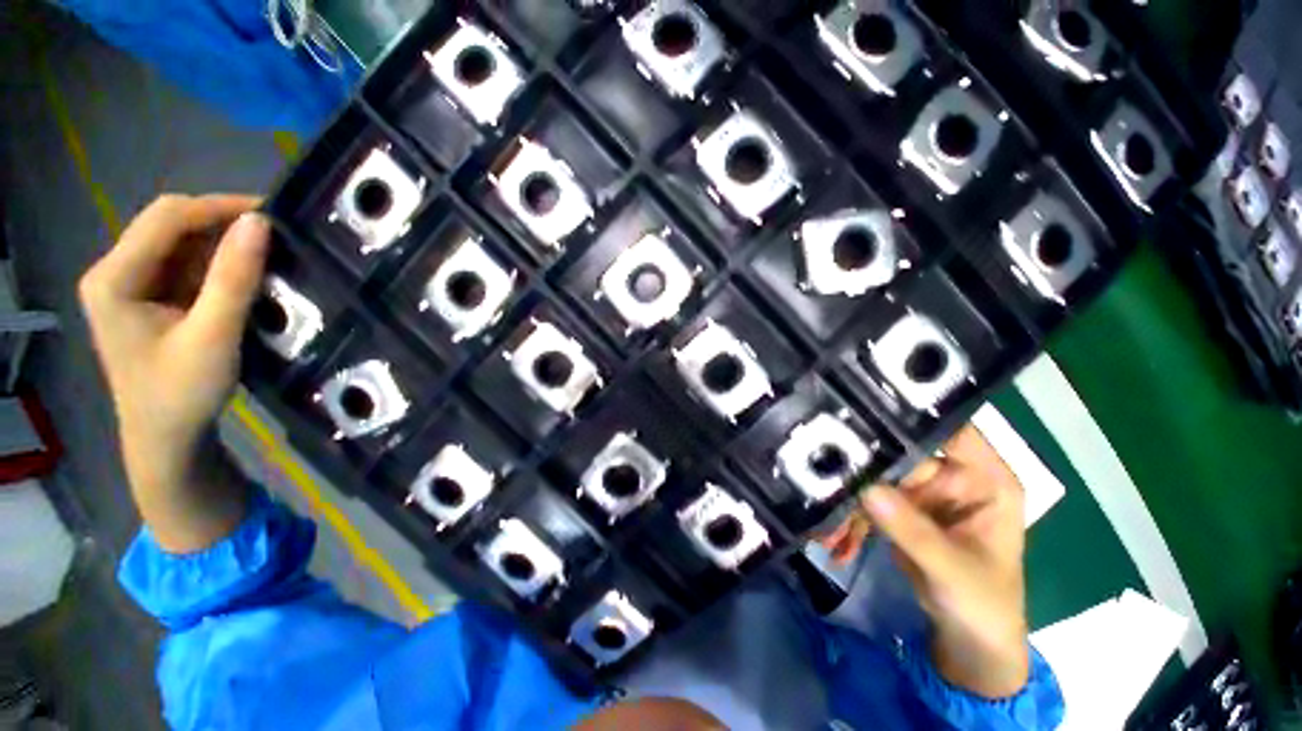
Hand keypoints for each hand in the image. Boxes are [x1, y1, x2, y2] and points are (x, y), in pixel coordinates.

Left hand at [80, 194, 269, 552]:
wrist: (166, 438)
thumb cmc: (182, 393)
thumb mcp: (213, 336)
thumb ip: (234, 278)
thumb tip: (261, 223)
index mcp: (114, 278)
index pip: (167, 218)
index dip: (219, 208)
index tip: (273, 215)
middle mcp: (116, 271)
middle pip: (171, 225)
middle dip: (223, 225)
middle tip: (277, 237)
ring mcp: (133, 284)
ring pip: (182, 243)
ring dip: (224, 245)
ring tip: (269, 256)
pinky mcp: (152, 297)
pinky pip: (188, 265)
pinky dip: (220, 264)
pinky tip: (247, 276)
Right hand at [824, 425, 1029, 698]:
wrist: (969, 640)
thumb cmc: (984, 604)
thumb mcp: (954, 570)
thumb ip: (914, 531)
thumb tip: (869, 489)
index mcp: (986, 479)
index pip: (951, 431)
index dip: (915, 416)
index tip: (868, 406)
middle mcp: (954, 475)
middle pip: (904, 450)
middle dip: (869, 458)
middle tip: (830, 459)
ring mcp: (925, 491)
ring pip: (881, 473)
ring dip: (854, 488)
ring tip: (826, 499)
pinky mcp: (902, 507)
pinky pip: (871, 497)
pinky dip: (852, 511)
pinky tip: (834, 525)